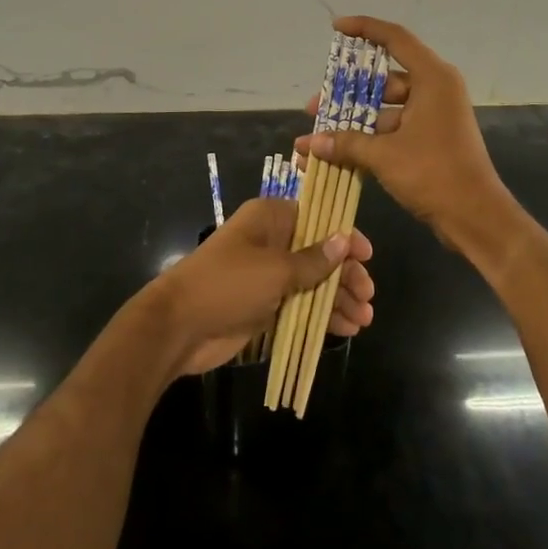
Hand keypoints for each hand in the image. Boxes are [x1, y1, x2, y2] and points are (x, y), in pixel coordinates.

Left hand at [146, 197, 375, 376]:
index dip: (344, 236)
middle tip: (367, 297)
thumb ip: (313, 259)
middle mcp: (272, 242)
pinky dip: (322, 316)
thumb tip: (345, 239)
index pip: (317, 219)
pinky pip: (301, 305)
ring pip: (313, 282)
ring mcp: (268, 275)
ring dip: (337, 299)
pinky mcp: (265, 305)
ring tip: (363, 320)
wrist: (180, 326)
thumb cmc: (228, 283)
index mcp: (271, 219)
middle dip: (345, 275)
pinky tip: (345, 329)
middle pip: (319, 253)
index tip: (367, 256)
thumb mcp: (275, 269)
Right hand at [295, 16, 514, 256]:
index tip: (336, 28)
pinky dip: (370, 137)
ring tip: (320, 135)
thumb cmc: (434, 173)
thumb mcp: (384, 155)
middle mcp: (436, 89)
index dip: (365, 28)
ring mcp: (434, 115)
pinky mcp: (432, 138)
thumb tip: (310, 142)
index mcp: (433, 78)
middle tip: (315, 106)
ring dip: (355, 121)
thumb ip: (346, 143)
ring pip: (387, 107)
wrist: (476, 217)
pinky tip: (340, 152)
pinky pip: (395, 127)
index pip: (395, 39)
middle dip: (347, 93)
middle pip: (385, 79)